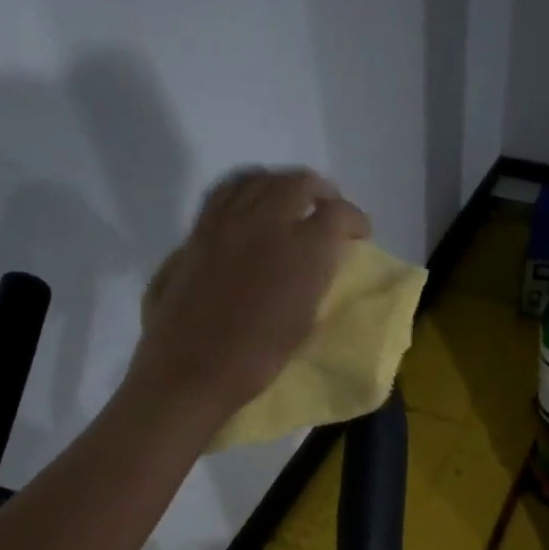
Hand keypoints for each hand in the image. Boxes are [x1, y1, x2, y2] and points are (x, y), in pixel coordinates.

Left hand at [132, 167, 370, 418]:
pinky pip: (225, 191)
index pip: (338, 214)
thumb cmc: (255, 360)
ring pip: (260, 178)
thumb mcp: (304, 320)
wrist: (190, 371)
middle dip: (321, 192)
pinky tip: (248, 204)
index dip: (354, 221)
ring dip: (282, 185)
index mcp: (302, 250)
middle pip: (300, 183)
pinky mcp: (198, 230)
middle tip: (326, 209)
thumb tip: (319, 257)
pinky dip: (245, 189)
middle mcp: (266, 222)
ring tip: (289, 201)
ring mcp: (226, 221)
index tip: (358, 234)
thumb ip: (315, 278)